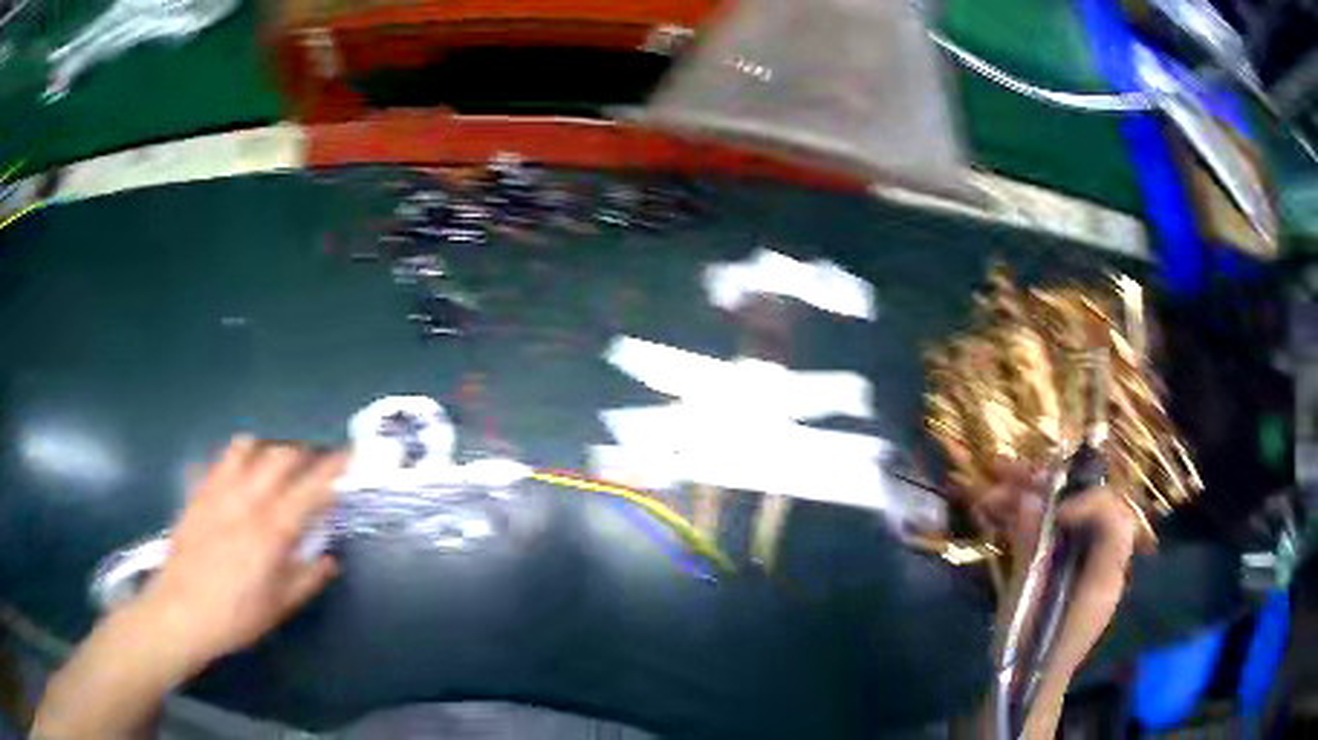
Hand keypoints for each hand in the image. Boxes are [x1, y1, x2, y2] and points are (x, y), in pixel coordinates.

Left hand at [34, 437, 346, 738]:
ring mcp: (218, 491)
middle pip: (280, 456)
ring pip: (248, 448)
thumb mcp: (279, 607)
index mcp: (271, 530)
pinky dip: (236, 458)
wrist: (181, 612)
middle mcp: (246, 500)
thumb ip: (307, 578)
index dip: (333, 468)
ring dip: (268, 449)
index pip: (309, 488)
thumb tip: (329, 558)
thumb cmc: (235, 616)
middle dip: (304, 453)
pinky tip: (238, 473)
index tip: (350, 454)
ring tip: (277, 464)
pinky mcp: (198, 492)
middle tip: (316, 464)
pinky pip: (219, 460)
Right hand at [975, 461, 1155, 738]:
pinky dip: (1022, 516)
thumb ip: (1032, 553)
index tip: (1055, 511)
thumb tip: (1028, 501)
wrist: (1023, 687)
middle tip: (1010, 474)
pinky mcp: (1060, 565)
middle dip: (1050, 485)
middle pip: (1088, 506)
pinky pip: (1047, 529)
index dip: (1093, 504)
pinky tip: (993, 510)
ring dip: (1029, 496)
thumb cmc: (1028, 656)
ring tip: (992, 488)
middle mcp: (1099, 563)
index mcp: (1103, 580)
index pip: (1118, 523)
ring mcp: (1080, 562)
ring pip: (1064, 512)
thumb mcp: (1027, 609)